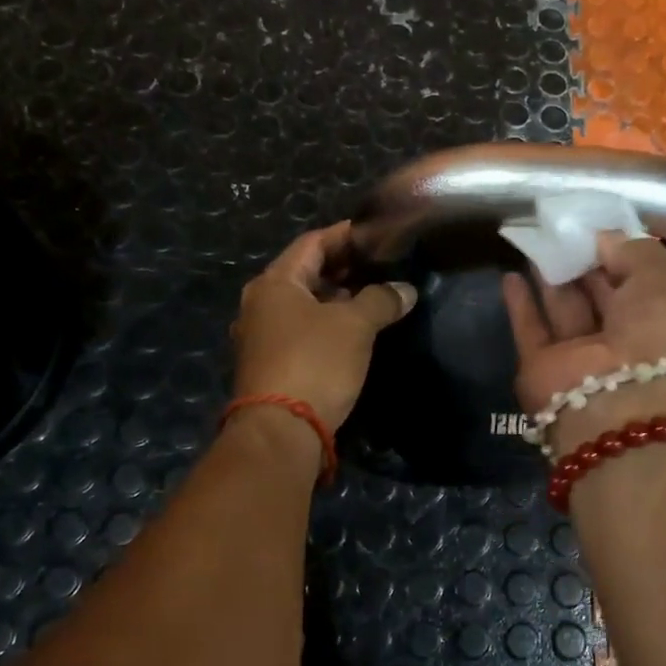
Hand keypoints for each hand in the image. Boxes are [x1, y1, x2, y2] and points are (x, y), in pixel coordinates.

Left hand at [233, 222, 416, 430]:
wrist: (281, 431)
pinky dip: (327, 324)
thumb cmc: (315, 363)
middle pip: (306, 274)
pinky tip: (354, 331)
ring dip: (337, 299)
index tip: (377, 234)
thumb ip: (381, 300)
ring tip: (374, 297)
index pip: (313, 243)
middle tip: (381, 266)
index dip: (346, 235)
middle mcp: (260, 303)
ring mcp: (261, 336)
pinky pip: (302, 331)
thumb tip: (405, 290)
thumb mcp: (355, 325)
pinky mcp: (270, 364)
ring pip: (304, 305)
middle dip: (344, 268)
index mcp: (275, 283)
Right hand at [501, 233, 665, 455]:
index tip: (598, 226)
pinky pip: (531, 331)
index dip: (622, 253)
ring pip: (566, 311)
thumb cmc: (664, 332)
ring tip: (535, 241)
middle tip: (561, 228)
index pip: (644, 282)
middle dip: (584, 263)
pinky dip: (521, 305)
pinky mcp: (544, 371)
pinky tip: (509, 275)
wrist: (627, 405)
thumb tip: (604, 238)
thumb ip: (634, 250)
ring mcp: (585, 360)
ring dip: (552, 278)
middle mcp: (628, 343)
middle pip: (602, 296)